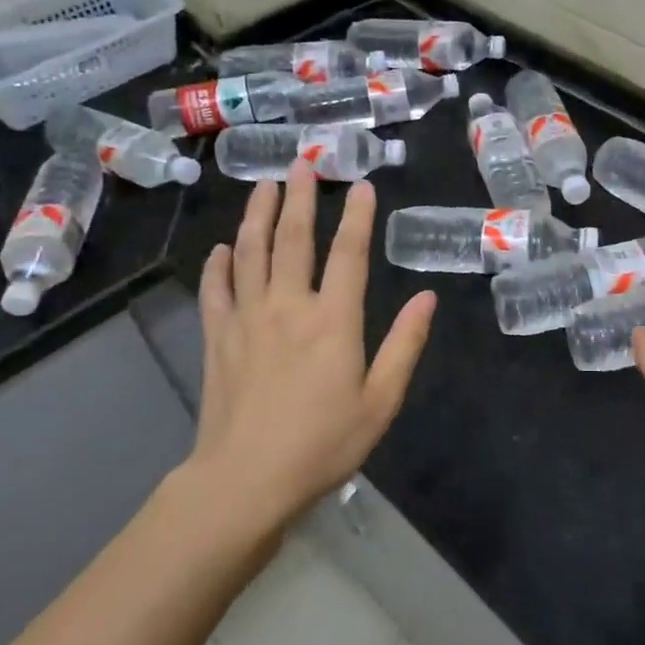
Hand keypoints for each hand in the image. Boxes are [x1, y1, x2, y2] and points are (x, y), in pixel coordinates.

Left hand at [191, 162, 435, 523]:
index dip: (356, 216)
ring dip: (257, 215)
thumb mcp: (381, 401)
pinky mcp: (218, 339)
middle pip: (292, 240)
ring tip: (263, 186)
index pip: (348, 254)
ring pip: (250, 253)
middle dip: (299, 198)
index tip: (360, 184)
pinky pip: (216, 290)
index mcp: (333, 320)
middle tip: (301, 163)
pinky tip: (222, 248)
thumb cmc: (323, 444)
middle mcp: (288, 306)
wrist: (245, 481)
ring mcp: (247, 319)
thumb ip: (405, 345)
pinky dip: (220, 265)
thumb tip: (428, 298)